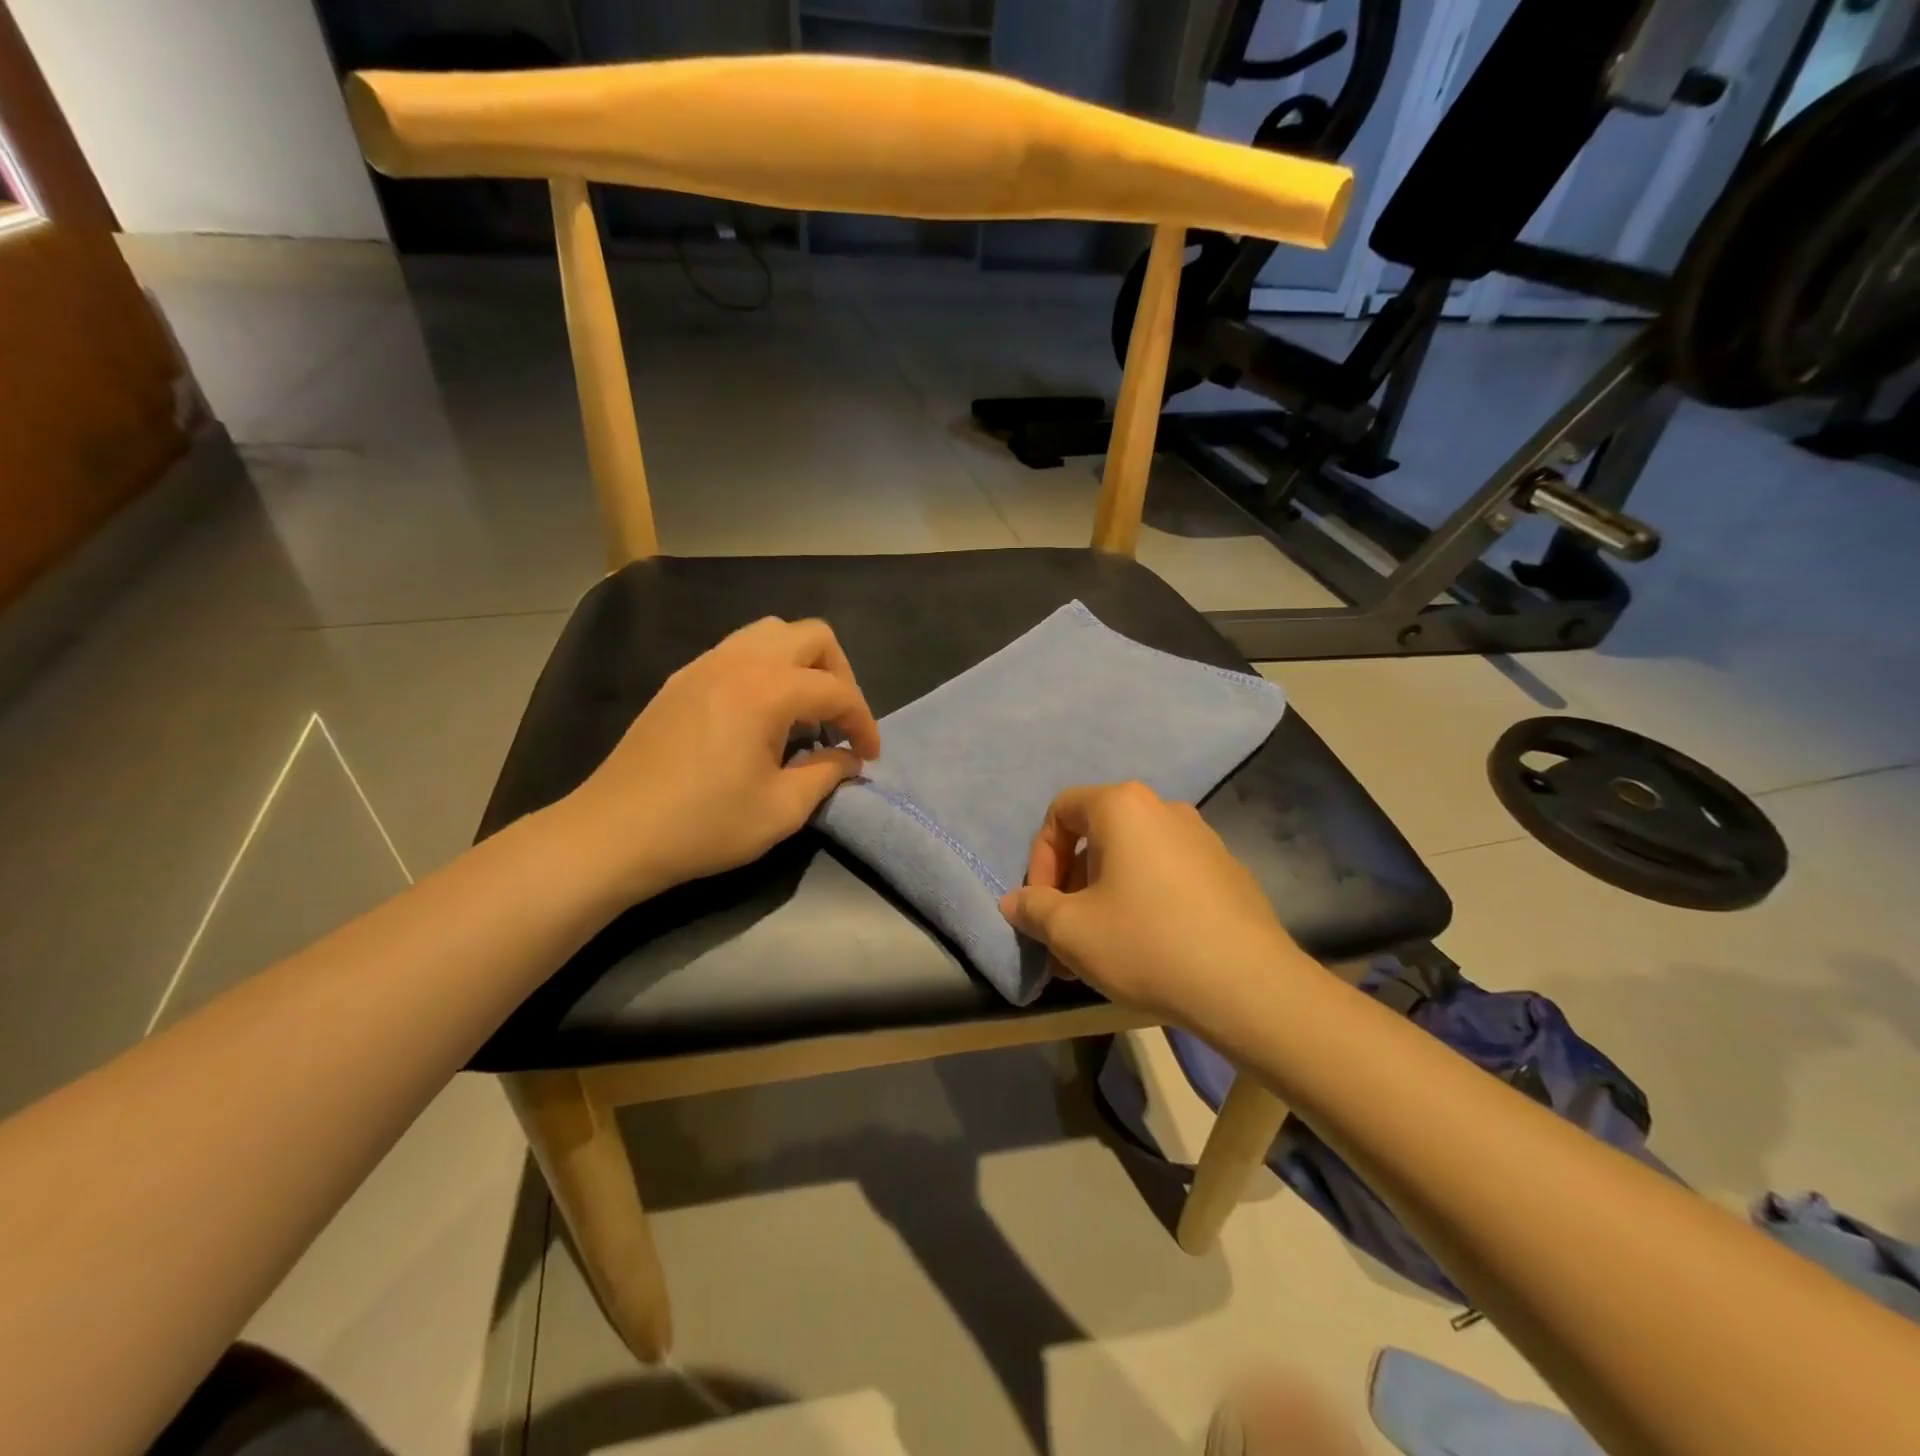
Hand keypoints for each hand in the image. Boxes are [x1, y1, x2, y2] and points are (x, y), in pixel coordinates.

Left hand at [561, 617, 881, 900]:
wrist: (612, 833)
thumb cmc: (703, 825)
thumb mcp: (781, 810)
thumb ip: (826, 774)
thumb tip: (848, 760)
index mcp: (766, 690)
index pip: (837, 690)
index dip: (863, 722)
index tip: (868, 757)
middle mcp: (738, 662)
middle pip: (811, 636)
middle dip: (839, 675)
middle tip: (838, 721)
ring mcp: (703, 665)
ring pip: (771, 634)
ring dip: (801, 665)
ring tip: (802, 714)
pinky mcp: (681, 680)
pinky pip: (738, 651)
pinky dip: (766, 669)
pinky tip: (760, 716)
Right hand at [999, 782, 1301, 1024]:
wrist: (1249, 986)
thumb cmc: (1146, 944)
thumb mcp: (1071, 931)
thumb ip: (1033, 909)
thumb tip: (1014, 901)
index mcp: (1123, 807)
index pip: (1061, 812)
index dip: (1039, 858)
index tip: (1041, 905)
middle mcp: (1164, 808)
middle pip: (1096, 837)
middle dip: (1070, 887)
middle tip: (1065, 937)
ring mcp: (1202, 838)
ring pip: (1131, 860)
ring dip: (1103, 898)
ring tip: (1099, 951)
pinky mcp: (1227, 872)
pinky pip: (1166, 876)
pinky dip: (1142, 902)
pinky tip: (1146, 949)